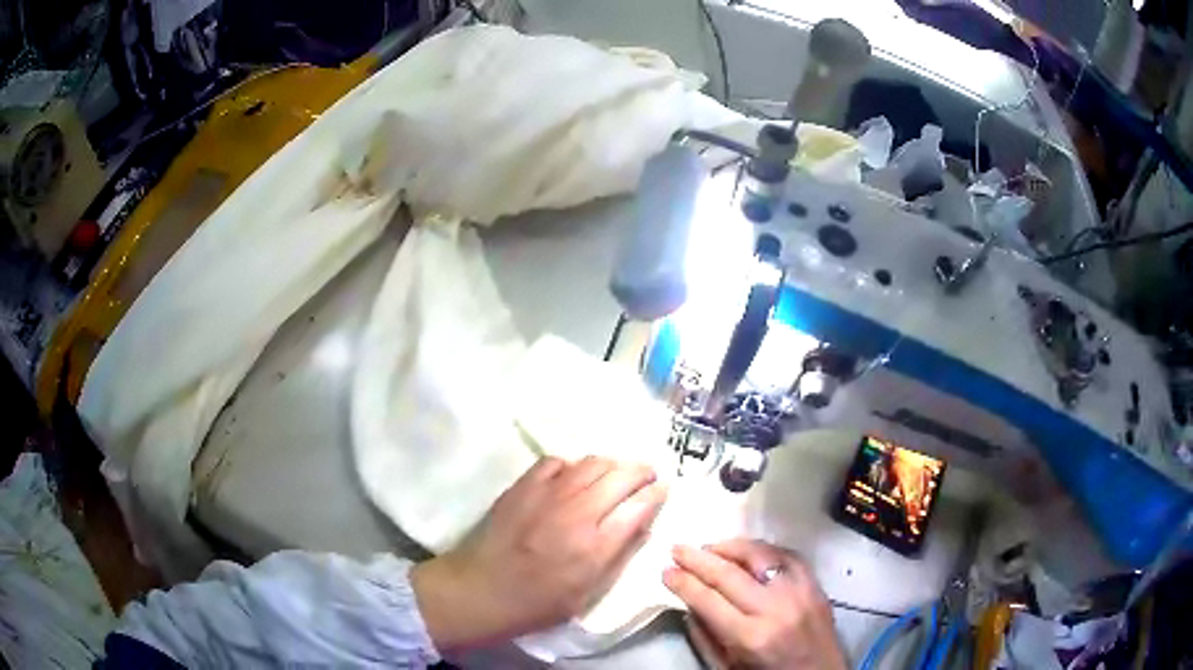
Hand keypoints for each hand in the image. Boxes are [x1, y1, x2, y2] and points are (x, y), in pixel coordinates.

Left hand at [410, 456, 667, 650]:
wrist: (481, 589)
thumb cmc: (537, 603)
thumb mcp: (587, 593)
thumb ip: (618, 555)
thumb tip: (642, 525)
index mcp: (594, 546)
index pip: (639, 506)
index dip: (657, 494)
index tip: (664, 489)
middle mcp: (575, 513)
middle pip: (620, 476)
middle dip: (641, 472)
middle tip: (647, 476)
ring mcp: (546, 495)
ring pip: (591, 462)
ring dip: (612, 465)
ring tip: (615, 474)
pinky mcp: (522, 486)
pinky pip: (556, 461)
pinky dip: (573, 466)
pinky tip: (573, 478)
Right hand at [664, 540, 845, 669]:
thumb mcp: (728, 667)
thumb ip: (706, 637)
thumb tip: (688, 603)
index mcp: (750, 636)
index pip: (707, 599)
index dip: (683, 582)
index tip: (666, 572)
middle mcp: (775, 608)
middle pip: (729, 573)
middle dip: (698, 559)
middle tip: (677, 549)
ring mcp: (800, 591)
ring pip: (760, 555)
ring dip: (730, 547)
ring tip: (709, 547)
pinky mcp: (816, 584)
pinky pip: (787, 554)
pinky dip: (762, 549)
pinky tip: (747, 552)